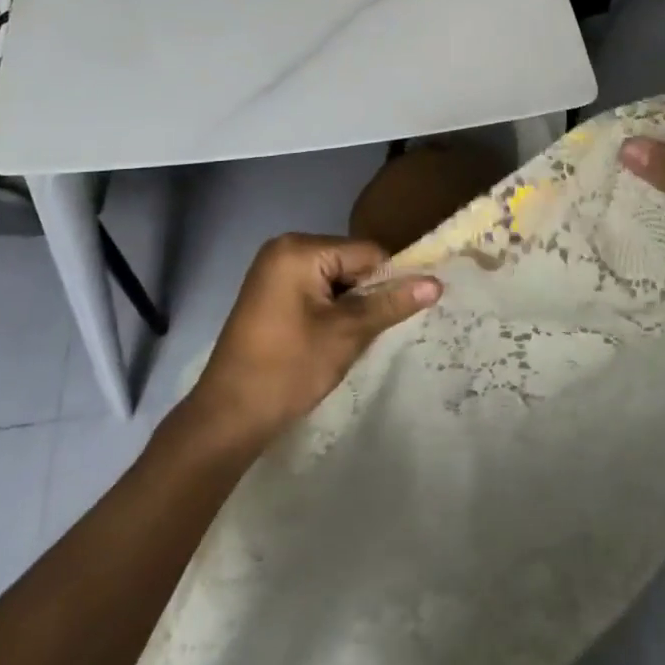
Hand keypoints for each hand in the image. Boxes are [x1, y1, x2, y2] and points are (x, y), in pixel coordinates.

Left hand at [187, 234, 441, 445]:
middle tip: (370, 333)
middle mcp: (284, 248)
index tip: (398, 316)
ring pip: (333, 279)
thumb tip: (436, 283)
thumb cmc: (289, 369)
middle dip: (365, 295)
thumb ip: (390, 304)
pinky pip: (313, 289)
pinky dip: (328, 310)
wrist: (228, 416)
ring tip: (349, 340)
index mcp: (299, 249)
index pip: (366, 253)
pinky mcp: (268, 292)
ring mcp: (272, 270)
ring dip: (348, 306)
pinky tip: (328, 340)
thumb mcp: (346, 334)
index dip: (388, 282)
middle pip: (349, 262)